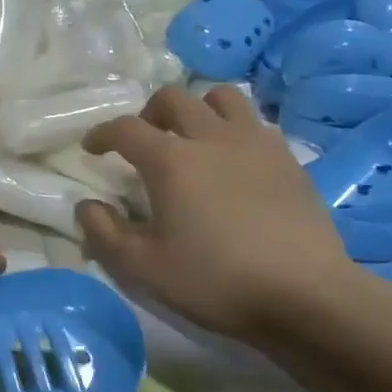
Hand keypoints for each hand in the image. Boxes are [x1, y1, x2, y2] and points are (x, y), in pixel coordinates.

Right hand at [78, 85, 358, 342]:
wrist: (306, 294)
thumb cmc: (216, 280)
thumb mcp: (145, 267)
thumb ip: (105, 233)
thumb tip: (85, 206)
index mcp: (171, 160)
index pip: (125, 128)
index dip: (102, 134)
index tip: (92, 148)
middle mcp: (210, 137)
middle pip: (173, 98)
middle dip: (149, 113)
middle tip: (144, 141)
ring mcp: (255, 142)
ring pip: (221, 97)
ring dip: (198, 109)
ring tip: (193, 138)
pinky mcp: (288, 157)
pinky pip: (254, 123)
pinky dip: (234, 129)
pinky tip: (234, 160)